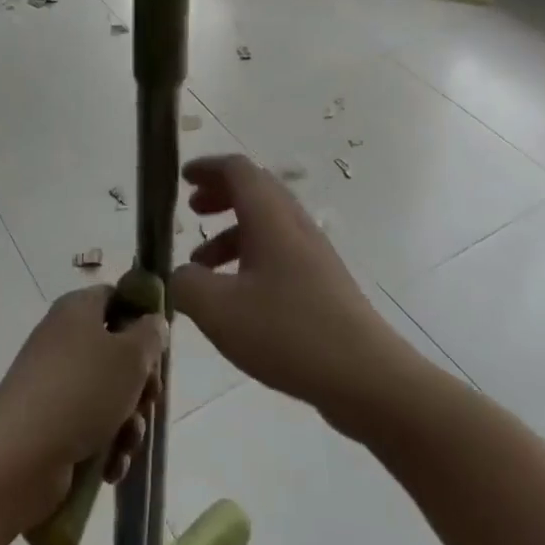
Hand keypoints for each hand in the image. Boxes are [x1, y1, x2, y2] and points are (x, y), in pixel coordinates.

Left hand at [0, 287, 167, 521]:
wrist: (19, 457)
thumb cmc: (82, 391)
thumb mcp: (131, 356)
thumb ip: (151, 335)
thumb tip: (153, 323)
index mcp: (78, 309)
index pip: (116, 298)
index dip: (142, 317)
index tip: (160, 346)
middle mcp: (65, 340)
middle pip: (117, 351)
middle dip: (141, 382)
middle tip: (149, 400)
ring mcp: (56, 384)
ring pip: (109, 395)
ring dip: (128, 422)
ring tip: (127, 442)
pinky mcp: (51, 424)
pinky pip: (90, 428)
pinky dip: (105, 447)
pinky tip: (110, 467)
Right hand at [171, 155, 406, 426]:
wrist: (365, 375)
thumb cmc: (288, 332)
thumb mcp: (220, 311)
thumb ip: (187, 285)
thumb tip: (179, 274)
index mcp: (270, 216)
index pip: (237, 170)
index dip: (207, 168)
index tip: (182, 178)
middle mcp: (293, 223)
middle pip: (255, 190)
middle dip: (219, 195)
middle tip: (192, 210)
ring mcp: (312, 252)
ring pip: (266, 224)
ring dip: (231, 232)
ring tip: (200, 264)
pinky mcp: (322, 282)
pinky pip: (278, 251)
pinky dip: (249, 257)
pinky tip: (234, 297)